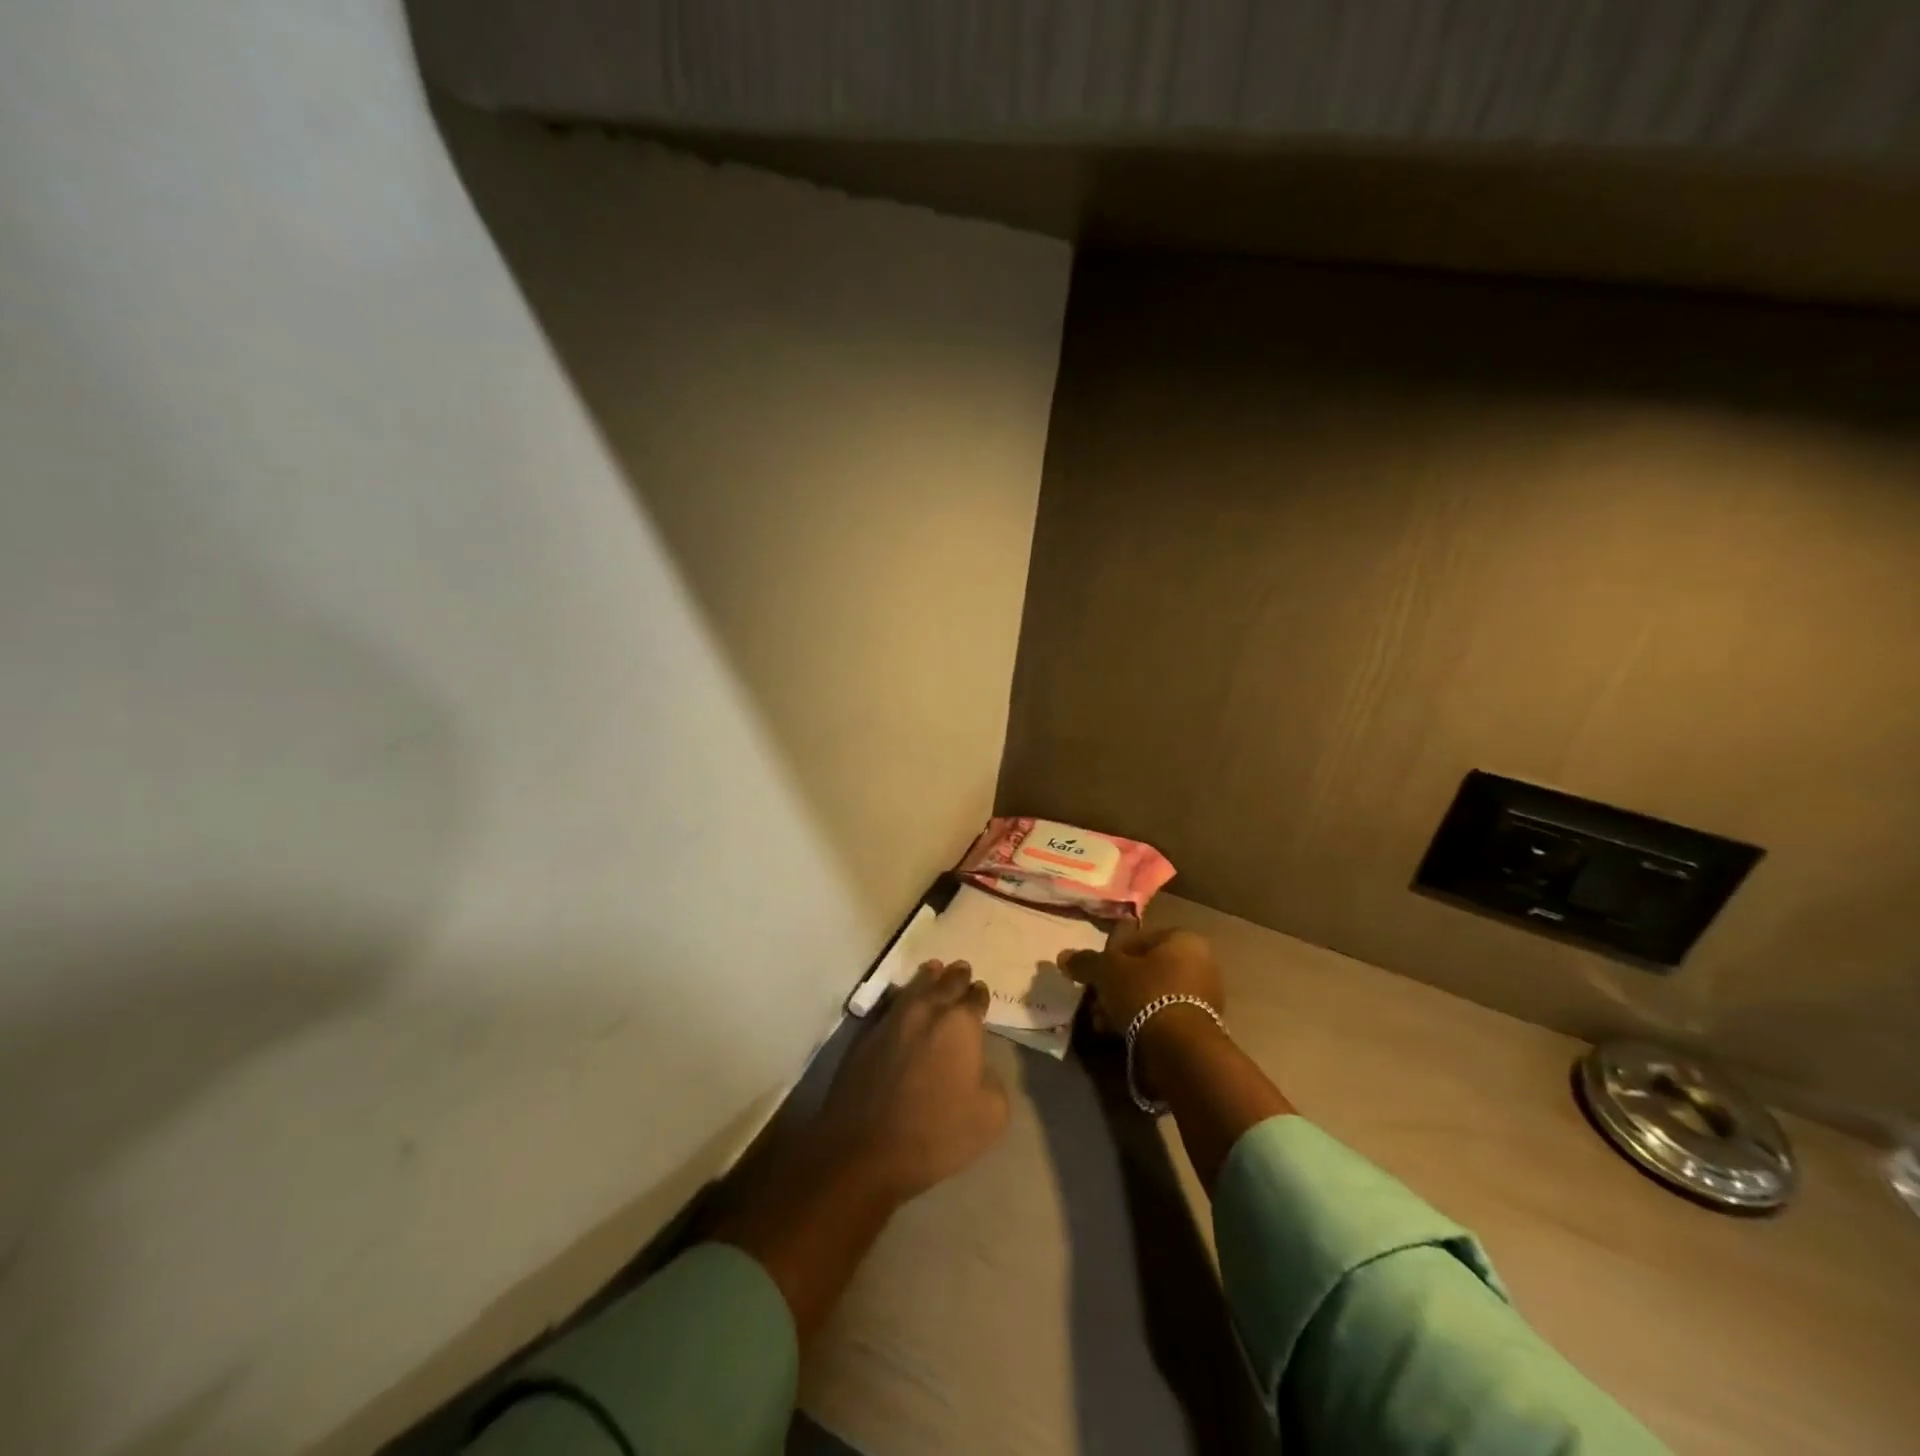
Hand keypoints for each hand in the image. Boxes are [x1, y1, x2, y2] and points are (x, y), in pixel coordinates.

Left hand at [815, 959, 1010, 1204]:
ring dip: (927, 978)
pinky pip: (889, 1004)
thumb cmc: (936, 1134)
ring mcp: (892, 1020)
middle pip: (945, 983)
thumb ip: (993, 1082)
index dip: (979, 995)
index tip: (980, 992)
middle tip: (961, 968)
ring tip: (933, 970)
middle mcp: (927, 1011)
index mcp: (960, 1024)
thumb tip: (979, 1069)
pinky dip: (900, 996)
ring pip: (914, 987)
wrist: (865, 1150)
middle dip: (956, 977)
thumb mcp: (990, 1116)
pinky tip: (902, 998)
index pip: (975, 998)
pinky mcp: (865, 1035)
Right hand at [1057, 927, 1225, 1034]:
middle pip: (1146, 969)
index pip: (1139, 939)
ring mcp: (1204, 997)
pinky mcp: (1200, 1028)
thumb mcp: (1107, 971)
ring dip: (1126, 1006)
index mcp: (1183, 940)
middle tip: (1096, 1000)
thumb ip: (1086, 961)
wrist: (1180, 1049)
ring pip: (1152, 995)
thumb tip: (1063, 956)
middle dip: (1117, 985)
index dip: (1112, 955)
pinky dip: (1141, 1023)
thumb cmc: (1145, 993)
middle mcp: (1200, 963)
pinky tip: (1119, 1034)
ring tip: (1102, 1022)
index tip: (1096, 973)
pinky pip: (1162, 1017)